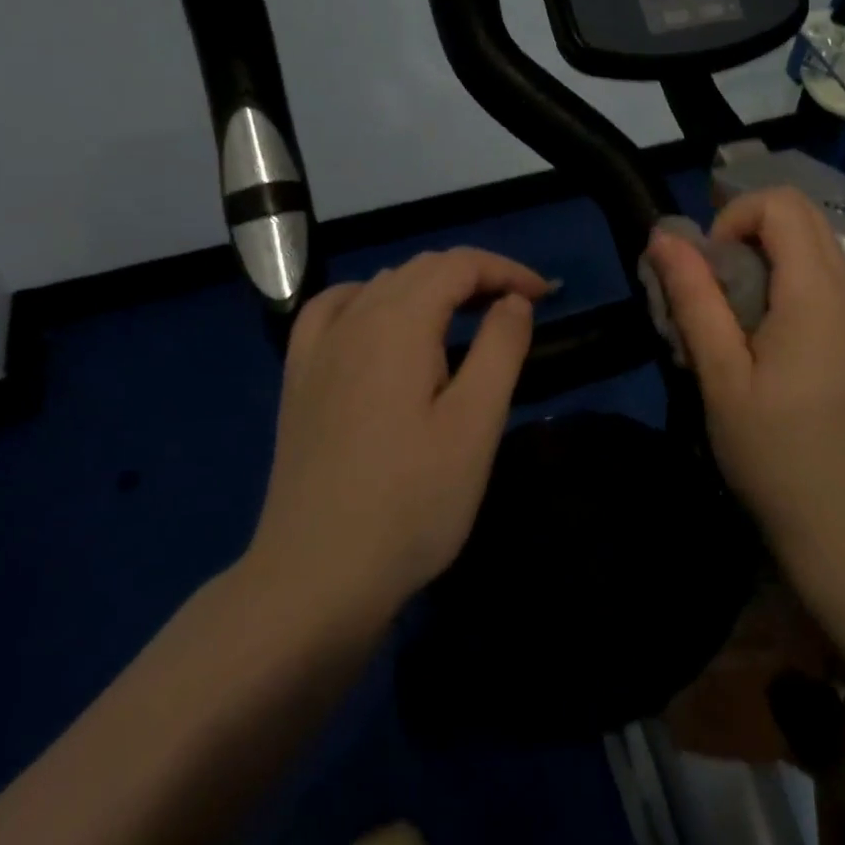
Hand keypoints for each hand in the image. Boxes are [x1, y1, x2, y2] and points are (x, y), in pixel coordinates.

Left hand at [237, 248, 548, 633]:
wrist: (315, 578)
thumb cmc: (411, 502)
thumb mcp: (476, 424)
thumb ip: (500, 348)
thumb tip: (512, 301)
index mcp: (398, 323)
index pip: (459, 265)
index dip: (506, 270)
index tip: (545, 296)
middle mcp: (354, 319)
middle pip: (421, 269)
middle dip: (475, 276)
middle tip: (517, 308)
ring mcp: (318, 349)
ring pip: (381, 285)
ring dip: (430, 286)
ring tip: (465, 316)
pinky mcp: (299, 380)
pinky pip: (333, 310)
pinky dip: (369, 299)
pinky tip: (379, 323)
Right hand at [646, 188, 844, 557]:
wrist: (841, 522)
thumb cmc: (772, 451)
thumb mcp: (720, 374)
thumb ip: (694, 298)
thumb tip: (664, 236)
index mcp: (816, 294)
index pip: (782, 204)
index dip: (735, 218)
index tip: (710, 269)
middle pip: (803, 214)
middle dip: (749, 229)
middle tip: (716, 282)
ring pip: (816, 244)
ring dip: (769, 254)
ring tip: (736, 309)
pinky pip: (826, 277)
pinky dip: (790, 278)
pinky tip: (766, 333)